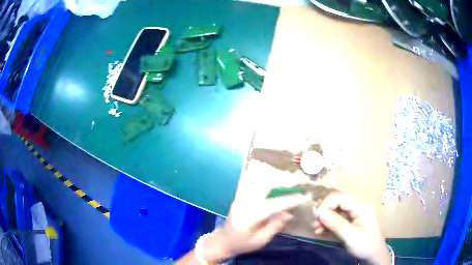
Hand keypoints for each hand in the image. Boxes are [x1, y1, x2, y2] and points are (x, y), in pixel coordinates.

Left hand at [202, 161, 310, 262]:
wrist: (222, 241)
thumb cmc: (242, 244)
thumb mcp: (261, 240)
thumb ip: (275, 226)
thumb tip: (290, 213)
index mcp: (250, 216)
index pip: (274, 204)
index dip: (290, 200)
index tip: (303, 197)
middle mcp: (245, 203)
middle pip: (265, 184)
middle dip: (283, 181)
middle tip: (298, 181)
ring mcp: (240, 197)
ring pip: (258, 180)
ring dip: (275, 177)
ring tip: (289, 177)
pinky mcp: (239, 196)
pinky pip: (252, 181)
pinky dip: (264, 177)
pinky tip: (273, 176)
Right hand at [312, 192, 389, 264]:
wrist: (374, 255)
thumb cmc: (365, 245)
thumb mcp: (351, 236)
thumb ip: (336, 224)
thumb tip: (320, 213)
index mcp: (360, 207)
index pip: (340, 198)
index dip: (327, 204)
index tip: (316, 216)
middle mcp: (357, 208)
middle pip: (337, 203)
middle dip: (325, 211)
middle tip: (315, 223)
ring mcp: (354, 215)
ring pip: (336, 211)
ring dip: (325, 219)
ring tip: (316, 229)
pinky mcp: (350, 222)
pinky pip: (337, 219)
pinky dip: (328, 224)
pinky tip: (321, 231)